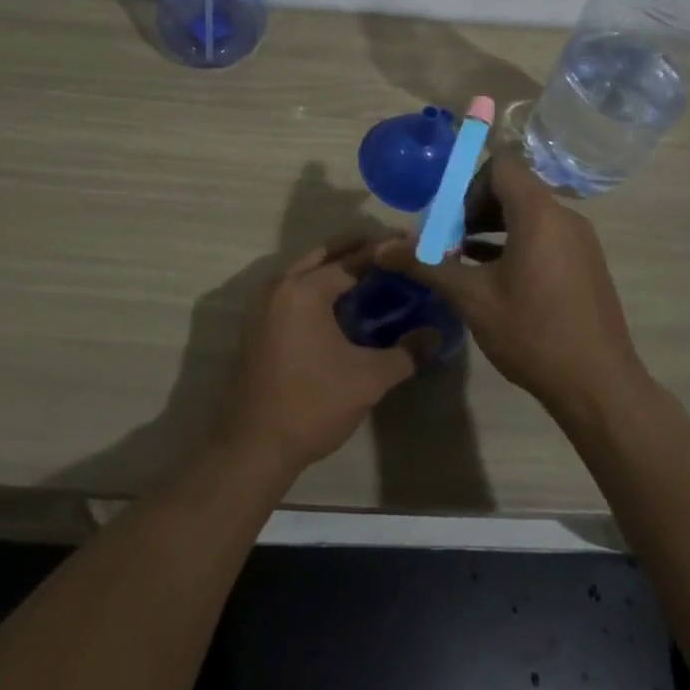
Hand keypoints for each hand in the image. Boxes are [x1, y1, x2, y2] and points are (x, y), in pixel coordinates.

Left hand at [216, 234, 417, 478]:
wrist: (253, 445)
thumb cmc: (312, 404)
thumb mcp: (368, 379)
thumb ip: (406, 353)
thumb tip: (435, 336)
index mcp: (305, 290)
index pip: (351, 260)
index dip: (383, 253)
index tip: (409, 244)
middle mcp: (280, 286)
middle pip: (323, 255)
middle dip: (356, 249)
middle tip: (390, 250)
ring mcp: (264, 305)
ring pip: (305, 271)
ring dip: (334, 266)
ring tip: (371, 271)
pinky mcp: (258, 324)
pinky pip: (293, 290)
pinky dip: (317, 285)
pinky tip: (341, 303)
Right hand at [376, 154, 645, 416]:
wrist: (599, 386)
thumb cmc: (532, 332)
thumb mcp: (471, 298)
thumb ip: (426, 266)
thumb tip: (380, 249)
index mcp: (539, 213)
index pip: (501, 165)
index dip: (469, 184)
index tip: (450, 220)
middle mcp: (564, 216)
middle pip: (514, 188)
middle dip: (476, 208)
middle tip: (451, 242)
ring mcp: (580, 240)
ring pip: (530, 214)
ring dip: (494, 227)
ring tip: (466, 261)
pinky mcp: (586, 263)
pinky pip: (546, 235)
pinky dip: (517, 243)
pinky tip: (494, 277)